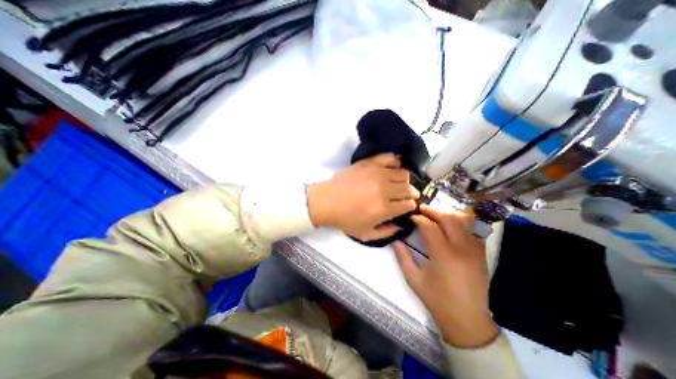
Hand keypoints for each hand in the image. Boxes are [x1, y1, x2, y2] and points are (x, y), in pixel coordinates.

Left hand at [308, 154, 420, 241]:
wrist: (327, 201)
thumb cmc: (345, 219)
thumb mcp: (365, 235)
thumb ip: (386, 233)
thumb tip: (400, 226)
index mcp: (384, 209)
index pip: (408, 204)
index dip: (410, 205)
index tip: (407, 205)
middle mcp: (384, 190)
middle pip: (408, 188)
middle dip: (411, 193)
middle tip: (406, 195)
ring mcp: (377, 174)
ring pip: (403, 173)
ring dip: (405, 180)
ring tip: (398, 183)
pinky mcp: (369, 163)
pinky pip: (389, 158)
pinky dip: (395, 162)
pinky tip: (393, 167)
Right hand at [395, 206, 497, 347]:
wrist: (467, 320)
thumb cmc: (437, 299)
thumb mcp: (413, 279)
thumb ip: (402, 257)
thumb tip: (394, 240)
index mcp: (443, 255)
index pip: (430, 227)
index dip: (419, 219)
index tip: (411, 217)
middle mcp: (461, 249)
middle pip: (449, 218)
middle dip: (434, 210)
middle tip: (422, 209)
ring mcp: (474, 251)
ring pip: (463, 222)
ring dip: (447, 214)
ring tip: (435, 214)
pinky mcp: (481, 255)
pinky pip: (471, 231)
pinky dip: (460, 224)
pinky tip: (450, 227)